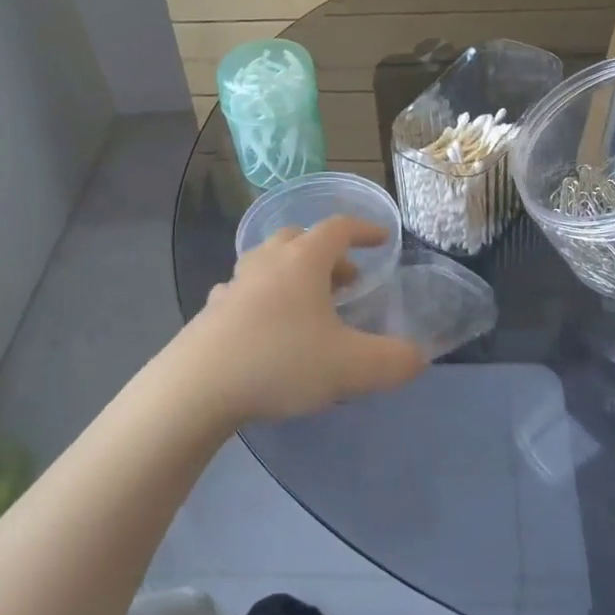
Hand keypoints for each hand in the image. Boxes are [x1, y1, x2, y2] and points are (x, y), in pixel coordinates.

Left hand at [173, 217, 426, 423]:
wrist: (197, 387)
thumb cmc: (280, 362)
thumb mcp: (351, 367)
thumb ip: (393, 361)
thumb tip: (417, 357)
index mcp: (303, 260)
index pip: (339, 228)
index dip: (364, 230)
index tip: (382, 239)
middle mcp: (267, 261)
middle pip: (301, 239)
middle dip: (329, 255)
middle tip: (347, 281)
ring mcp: (235, 283)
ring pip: (270, 262)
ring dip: (295, 273)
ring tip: (310, 305)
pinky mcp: (212, 310)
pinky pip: (246, 291)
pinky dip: (265, 297)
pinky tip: (267, 325)